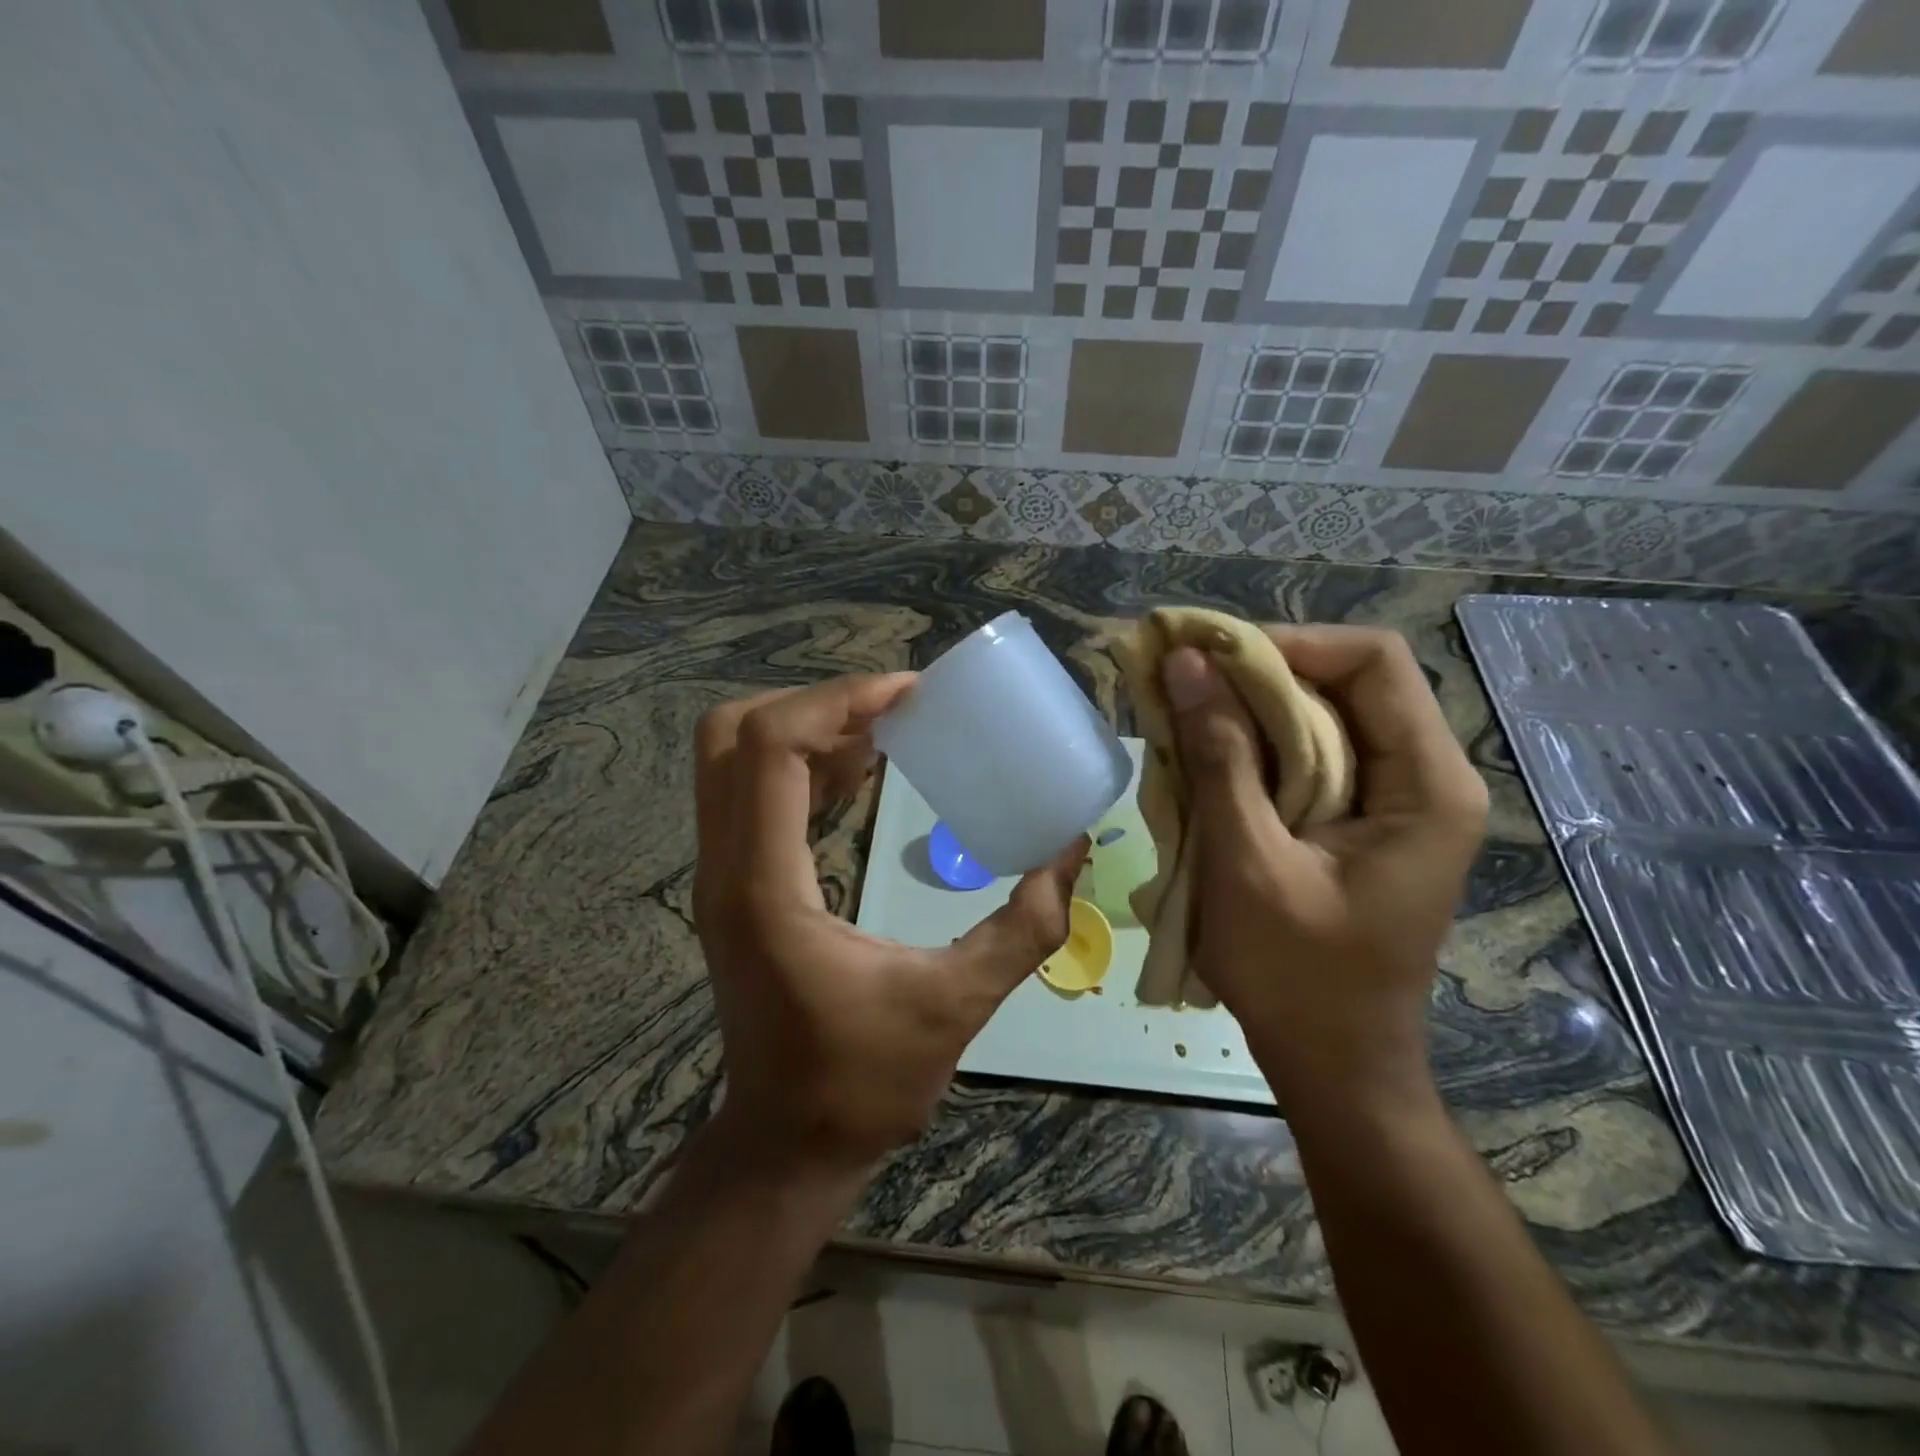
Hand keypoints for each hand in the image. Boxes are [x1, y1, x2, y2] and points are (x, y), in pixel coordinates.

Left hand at [692, 675, 1084, 1175]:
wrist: (787, 1143)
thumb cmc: (863, 1082)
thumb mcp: (956, 1004)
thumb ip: (1025, 926)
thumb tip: (1073, 848)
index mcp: (766, 887)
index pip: (771, 748)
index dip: (839, 701)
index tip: (911, 695)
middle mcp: (726, 867)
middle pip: (733, 733)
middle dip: (815, 703)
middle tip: (893, 710)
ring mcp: (719, 875)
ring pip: (732, 756)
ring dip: (807, 728)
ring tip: (886, 729)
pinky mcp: (733, 883)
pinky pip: (750, 791)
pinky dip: (801, 762)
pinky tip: (861, 772)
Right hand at [1161, 626, 1487, 1113]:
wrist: (1333, 1063)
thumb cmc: (1297, 975)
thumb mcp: (1249, 861)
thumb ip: (1220, 757)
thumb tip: (1186, 665)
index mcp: (1427, 785)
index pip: (1373, 661)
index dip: (1288, 644)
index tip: (1210, 658)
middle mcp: (1423, 778)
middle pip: (1344, 683)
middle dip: (1256, 674)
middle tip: (1178, 679)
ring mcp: (1393, 801)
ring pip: (1320, 718)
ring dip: (1247, 711)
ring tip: (1179, 714)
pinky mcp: (1359, 822)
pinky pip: (1308, 758)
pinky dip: (1252, 748)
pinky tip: (1203, 759)